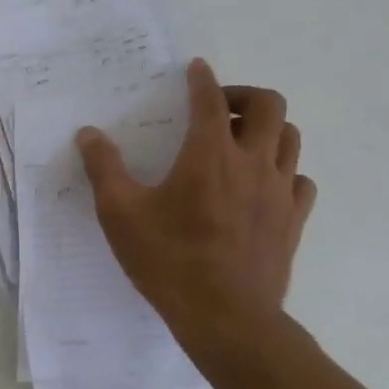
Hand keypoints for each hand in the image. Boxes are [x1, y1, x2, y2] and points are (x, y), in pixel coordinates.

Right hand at [76, 58, 316, 345]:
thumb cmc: (169, 261)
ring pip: (291, 138)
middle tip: (219, 110)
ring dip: (268, 130)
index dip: (202, 79)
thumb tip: (88, 134)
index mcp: (209, 154)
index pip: (211, 99)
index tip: (196, 69)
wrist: (227, 318)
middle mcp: (252, 162)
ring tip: (241, 143)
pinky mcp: (294, 220)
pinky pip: (299, 179)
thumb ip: (103, 168)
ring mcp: (280, 192)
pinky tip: (262, 185)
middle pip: (270, 105)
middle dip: (244, 96)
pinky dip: (284, 170)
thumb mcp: (120, 214)